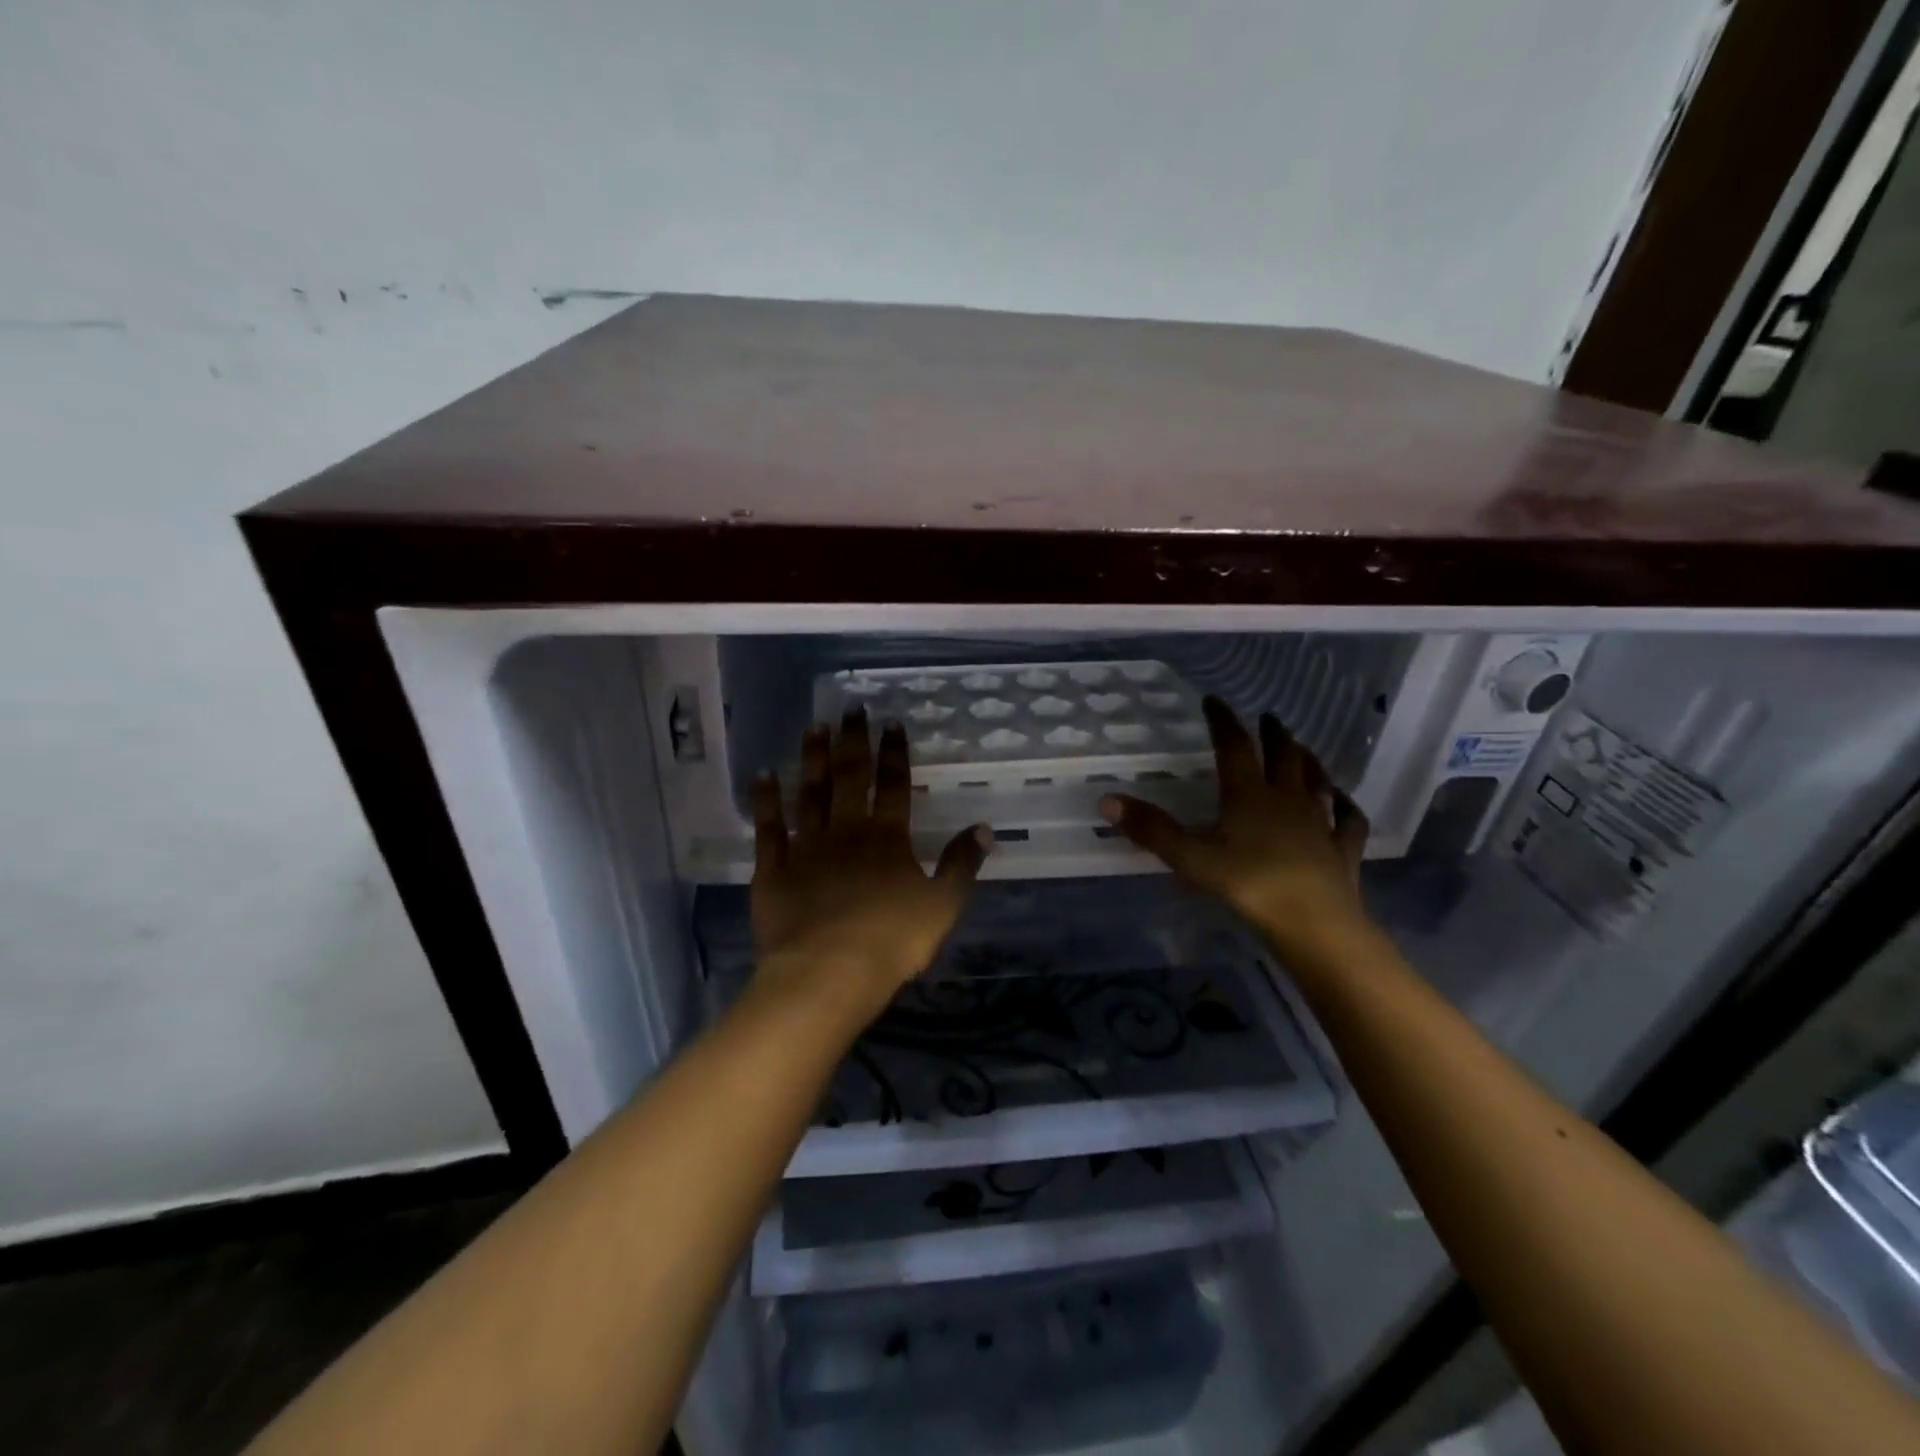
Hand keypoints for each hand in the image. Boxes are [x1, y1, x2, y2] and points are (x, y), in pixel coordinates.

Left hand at [751, 709, 990, 1020]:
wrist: (828, 971)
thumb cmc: (892, 940)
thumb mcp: (942, 905)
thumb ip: (961, 865)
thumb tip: (983, 828)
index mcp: (887, 838)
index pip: (893, 785)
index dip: (893, 753)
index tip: (890, 723)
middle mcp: (846, 831)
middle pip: (849, 777)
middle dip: (851, 741)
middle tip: (850, 708)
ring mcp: (806, 847)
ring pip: (809, 793)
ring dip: (812, 758)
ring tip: (813, 727)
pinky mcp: (774, 868)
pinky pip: (768, 828)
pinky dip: (766, 801)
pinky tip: (763, 775)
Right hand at [1100, 697, 1371, 961]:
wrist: (1314, 924)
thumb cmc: (1249, 885)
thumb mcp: (1191, 858)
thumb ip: (1151, 830)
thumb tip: (1107, 800)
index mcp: (1249, 795)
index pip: (1234, 747)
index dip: (1223, 722)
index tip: (1215, 701)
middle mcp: (1287, 800)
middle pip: (1283, 757)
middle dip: (1273, 734)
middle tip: (1269, 717)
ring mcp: (1320, 824)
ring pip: (1317, 782)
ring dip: (1309, 761)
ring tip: (1303, 748)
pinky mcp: (1343, 850)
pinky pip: (1349, 821)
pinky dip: (1347, 806)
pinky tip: (1345, 801)